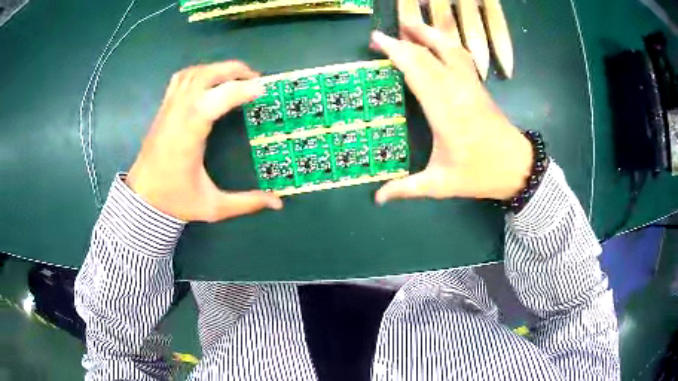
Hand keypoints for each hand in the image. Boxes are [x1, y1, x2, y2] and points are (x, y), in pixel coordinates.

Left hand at [126, 61, 282, 221]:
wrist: (142, 200)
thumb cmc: (175, 201)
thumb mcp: (213, 206)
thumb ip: (246, 203)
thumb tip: (278, 204)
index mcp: (190, 133)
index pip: (217, 98)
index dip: (242, 90)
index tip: (263, 89)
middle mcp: (178, 113)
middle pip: (206, 75)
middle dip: (233, 70)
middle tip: (255, 78)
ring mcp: (169, 108)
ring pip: (193, 73)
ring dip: (217, 69)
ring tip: (235, 77)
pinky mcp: (164, 109)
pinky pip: (181, 79)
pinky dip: (198, 72)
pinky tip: (209, 81)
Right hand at [371, 23, 532, 203]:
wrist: (517, 167)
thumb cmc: (479, 174)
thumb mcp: (441, 184)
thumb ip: (407, 189)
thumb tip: (377, 199)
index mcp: (444, 111)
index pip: (417, 70)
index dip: (396, 51)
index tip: (376, 40)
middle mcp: (457, 90)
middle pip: (429, 53)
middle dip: (404, 39)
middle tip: (383, 34)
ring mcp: (470, 84)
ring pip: (449, 47)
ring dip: (428, 33)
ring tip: (410, 25)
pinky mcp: (479, 85)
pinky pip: (461, 55)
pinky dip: (446, 42)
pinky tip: (438, 41)